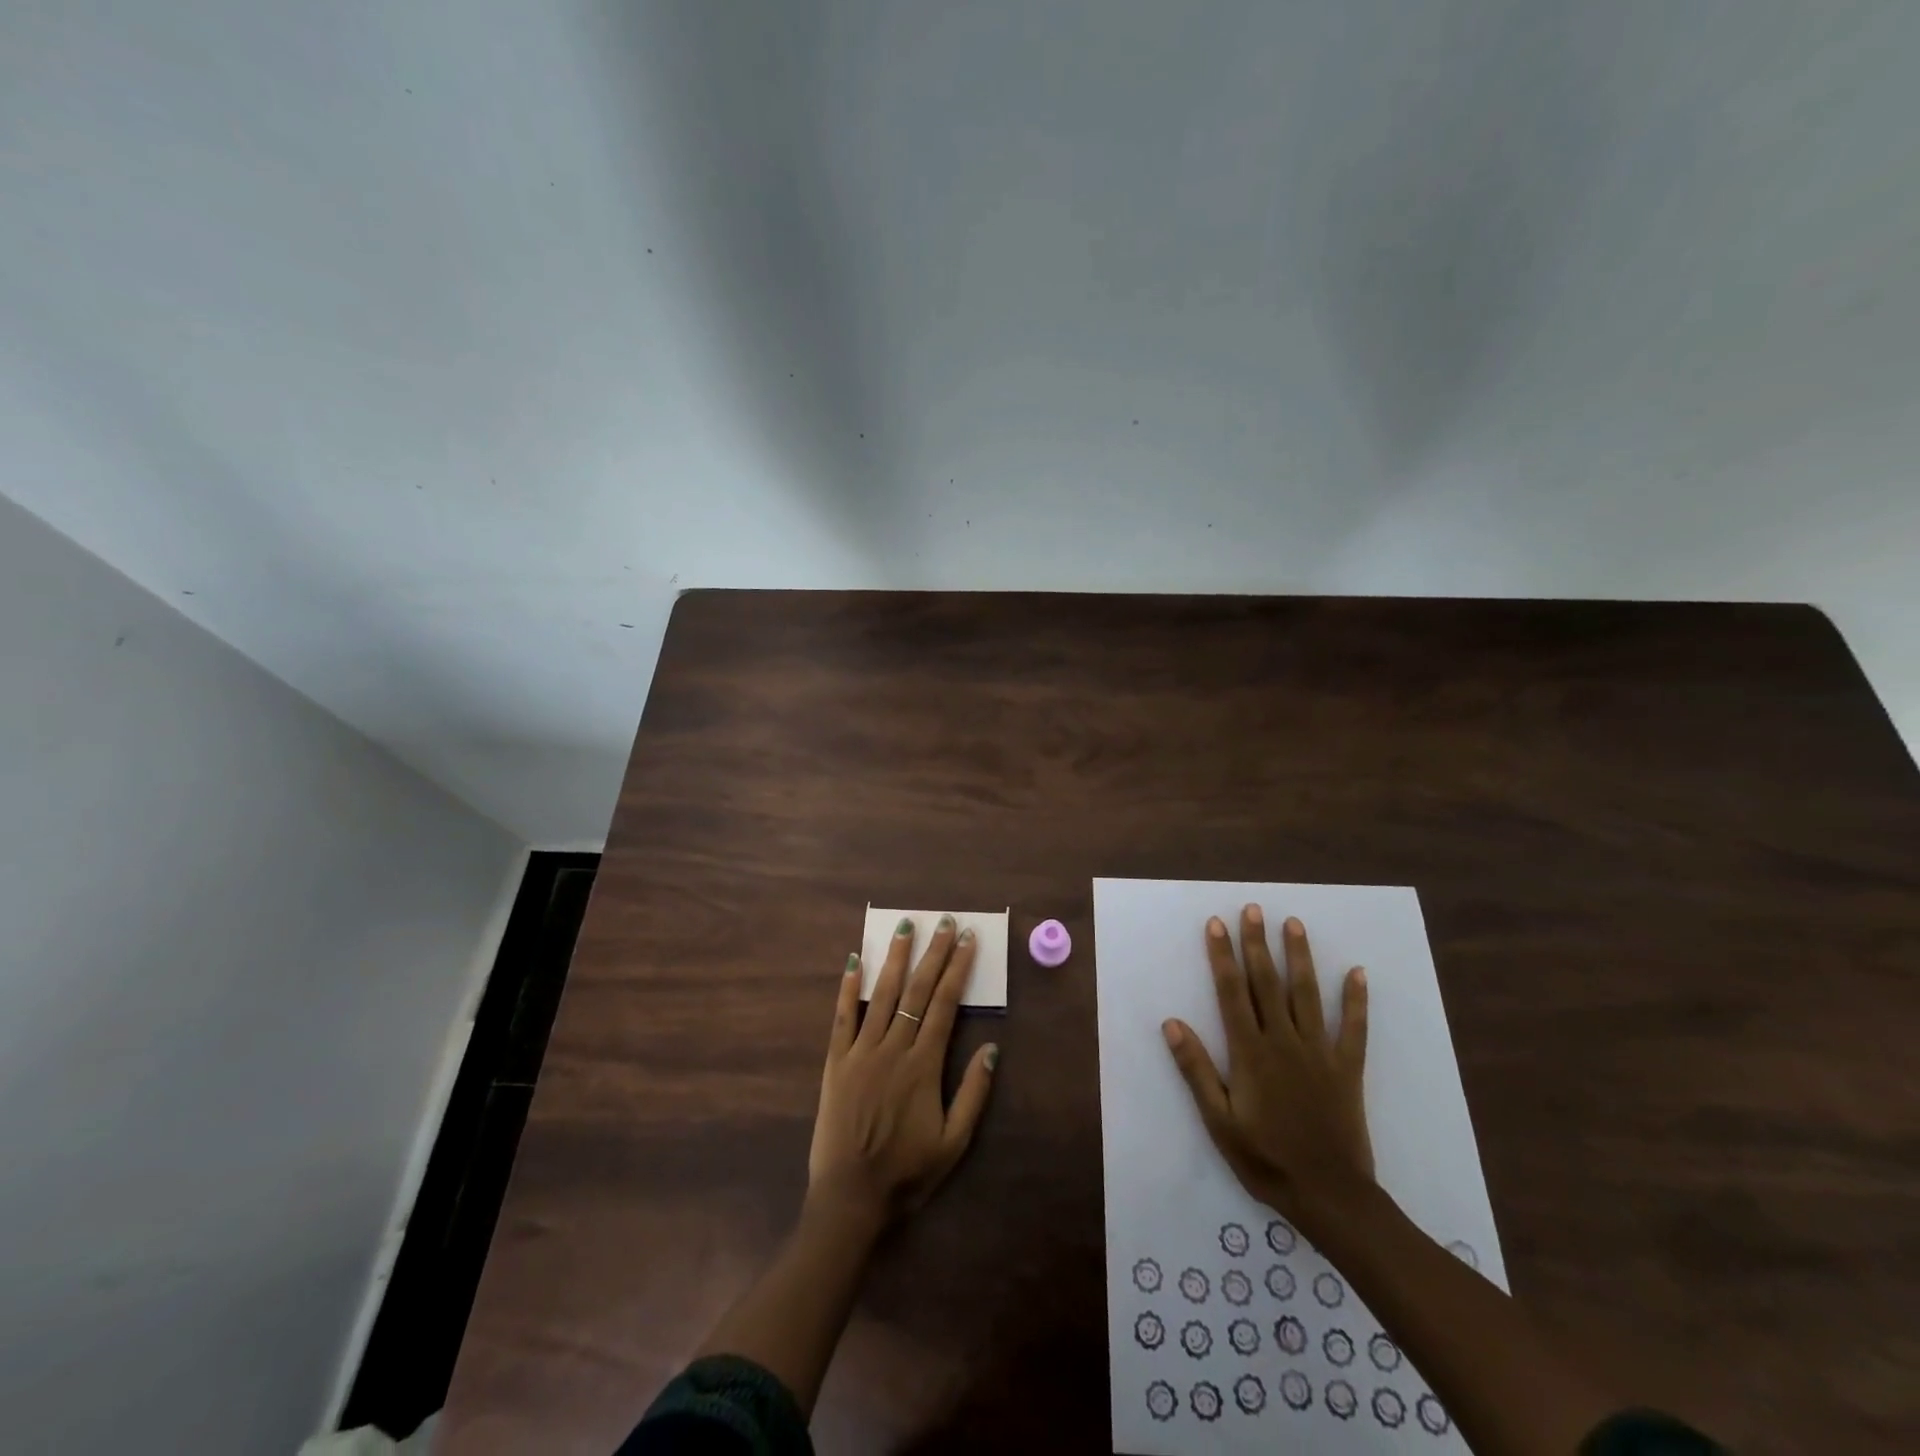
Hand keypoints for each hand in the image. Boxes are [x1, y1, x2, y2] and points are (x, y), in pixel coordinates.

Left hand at [807, 916, 998, 1230]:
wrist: (851, 1198)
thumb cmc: (907, 1172)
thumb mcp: (954, 1143)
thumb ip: (973, 1094)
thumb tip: (992, 1048)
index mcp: (924, 1065)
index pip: (946, 1005)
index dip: (958, 969)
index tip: (967, 940)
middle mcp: (894, 1048)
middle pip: (918, 991)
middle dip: (934, 953)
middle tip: (945, 922)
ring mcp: (862, 1052)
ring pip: (882, 994)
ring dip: (896, 958)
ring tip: (905, 927)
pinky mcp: (836, 1062)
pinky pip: (843, 1017)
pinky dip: (848, 987)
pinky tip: (854, 960)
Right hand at [1163, 906, 1373, 1234]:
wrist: (1330, 1197)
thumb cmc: (1265, 1159)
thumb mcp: (1218, 1120)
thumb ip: (1196, 1069)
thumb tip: (1172, 1023)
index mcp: (1250, 1052)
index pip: (1232, 992)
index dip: (1223, 956)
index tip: (1217, 924)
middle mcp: (1284, 1042)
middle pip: (1267, 983)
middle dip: (1257, 944)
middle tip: (1254, 908)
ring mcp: (1319, 1053)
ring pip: (1307, 995)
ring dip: (1299, 957)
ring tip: (1293, 923)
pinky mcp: (1347, 1069)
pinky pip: (1354, 1029)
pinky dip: (1356, 1001)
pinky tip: (1358, 973)